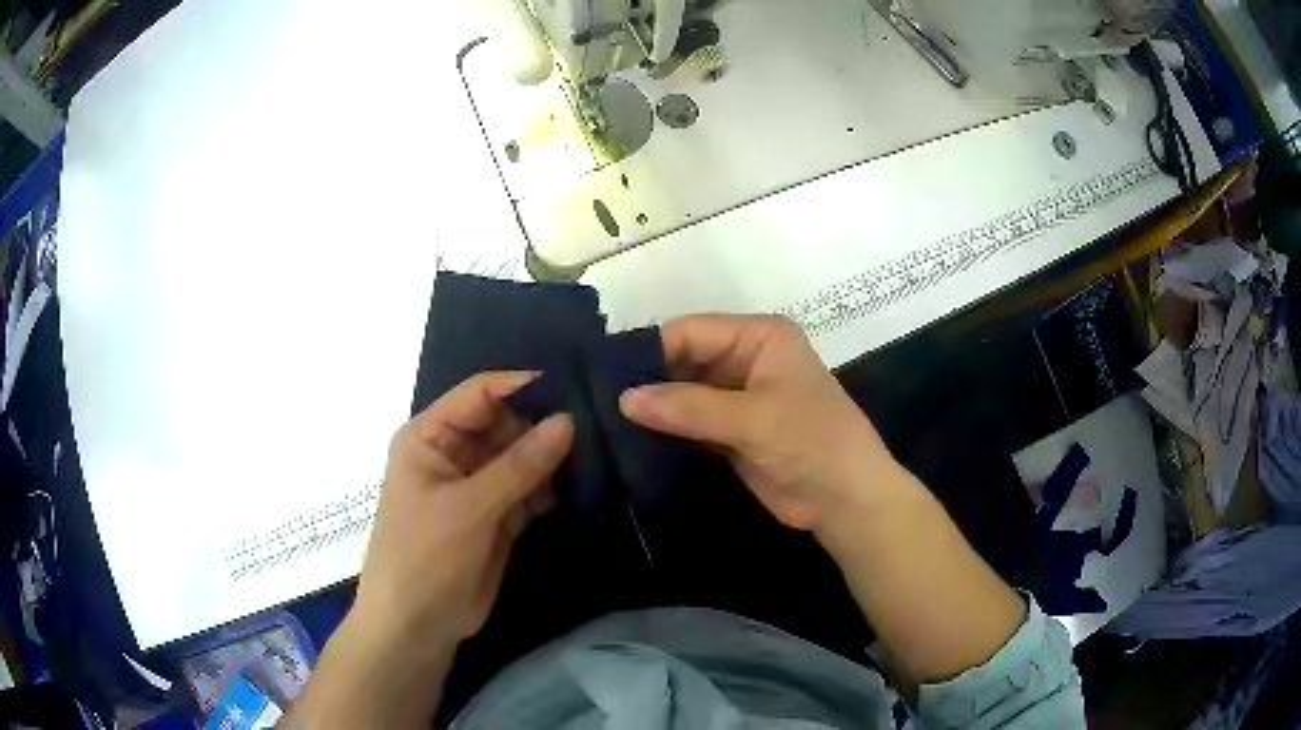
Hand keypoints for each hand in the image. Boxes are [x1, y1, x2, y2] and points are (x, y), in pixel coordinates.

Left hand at [287, 373, 572, 728]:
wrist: (416, 626)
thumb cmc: (425, 558)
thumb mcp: (469, 508)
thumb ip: (519, 465)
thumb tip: (568, 421)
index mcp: (430, 436)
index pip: (481, 394)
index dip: (524, 387)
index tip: (575, 387)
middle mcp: (453, 453)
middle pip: (505, 424)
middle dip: (545, 425)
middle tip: (600, 423)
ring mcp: (476, 487)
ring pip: (521, 458)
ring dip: (553, 458)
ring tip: (602, 449)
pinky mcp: (496, 517)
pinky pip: (528, 490)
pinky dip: (551, 489)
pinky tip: (584, 484)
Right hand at [619, 314, 905, 532]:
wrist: (846, 501)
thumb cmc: (812, 443)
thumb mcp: (754, 419)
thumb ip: (689, 407)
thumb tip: (624, 399)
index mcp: (759, 337)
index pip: (691, 331)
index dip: (650, 350)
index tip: (602, 375)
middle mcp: (745, 359)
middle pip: (683, 361)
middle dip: (647, 381)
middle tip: (594, 402)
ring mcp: (737, 398)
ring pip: (683, 394)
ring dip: (653, 409)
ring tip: (601, 421)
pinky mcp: (730, 432)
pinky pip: (689, 424)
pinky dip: (665, 432)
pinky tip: (628, 441)